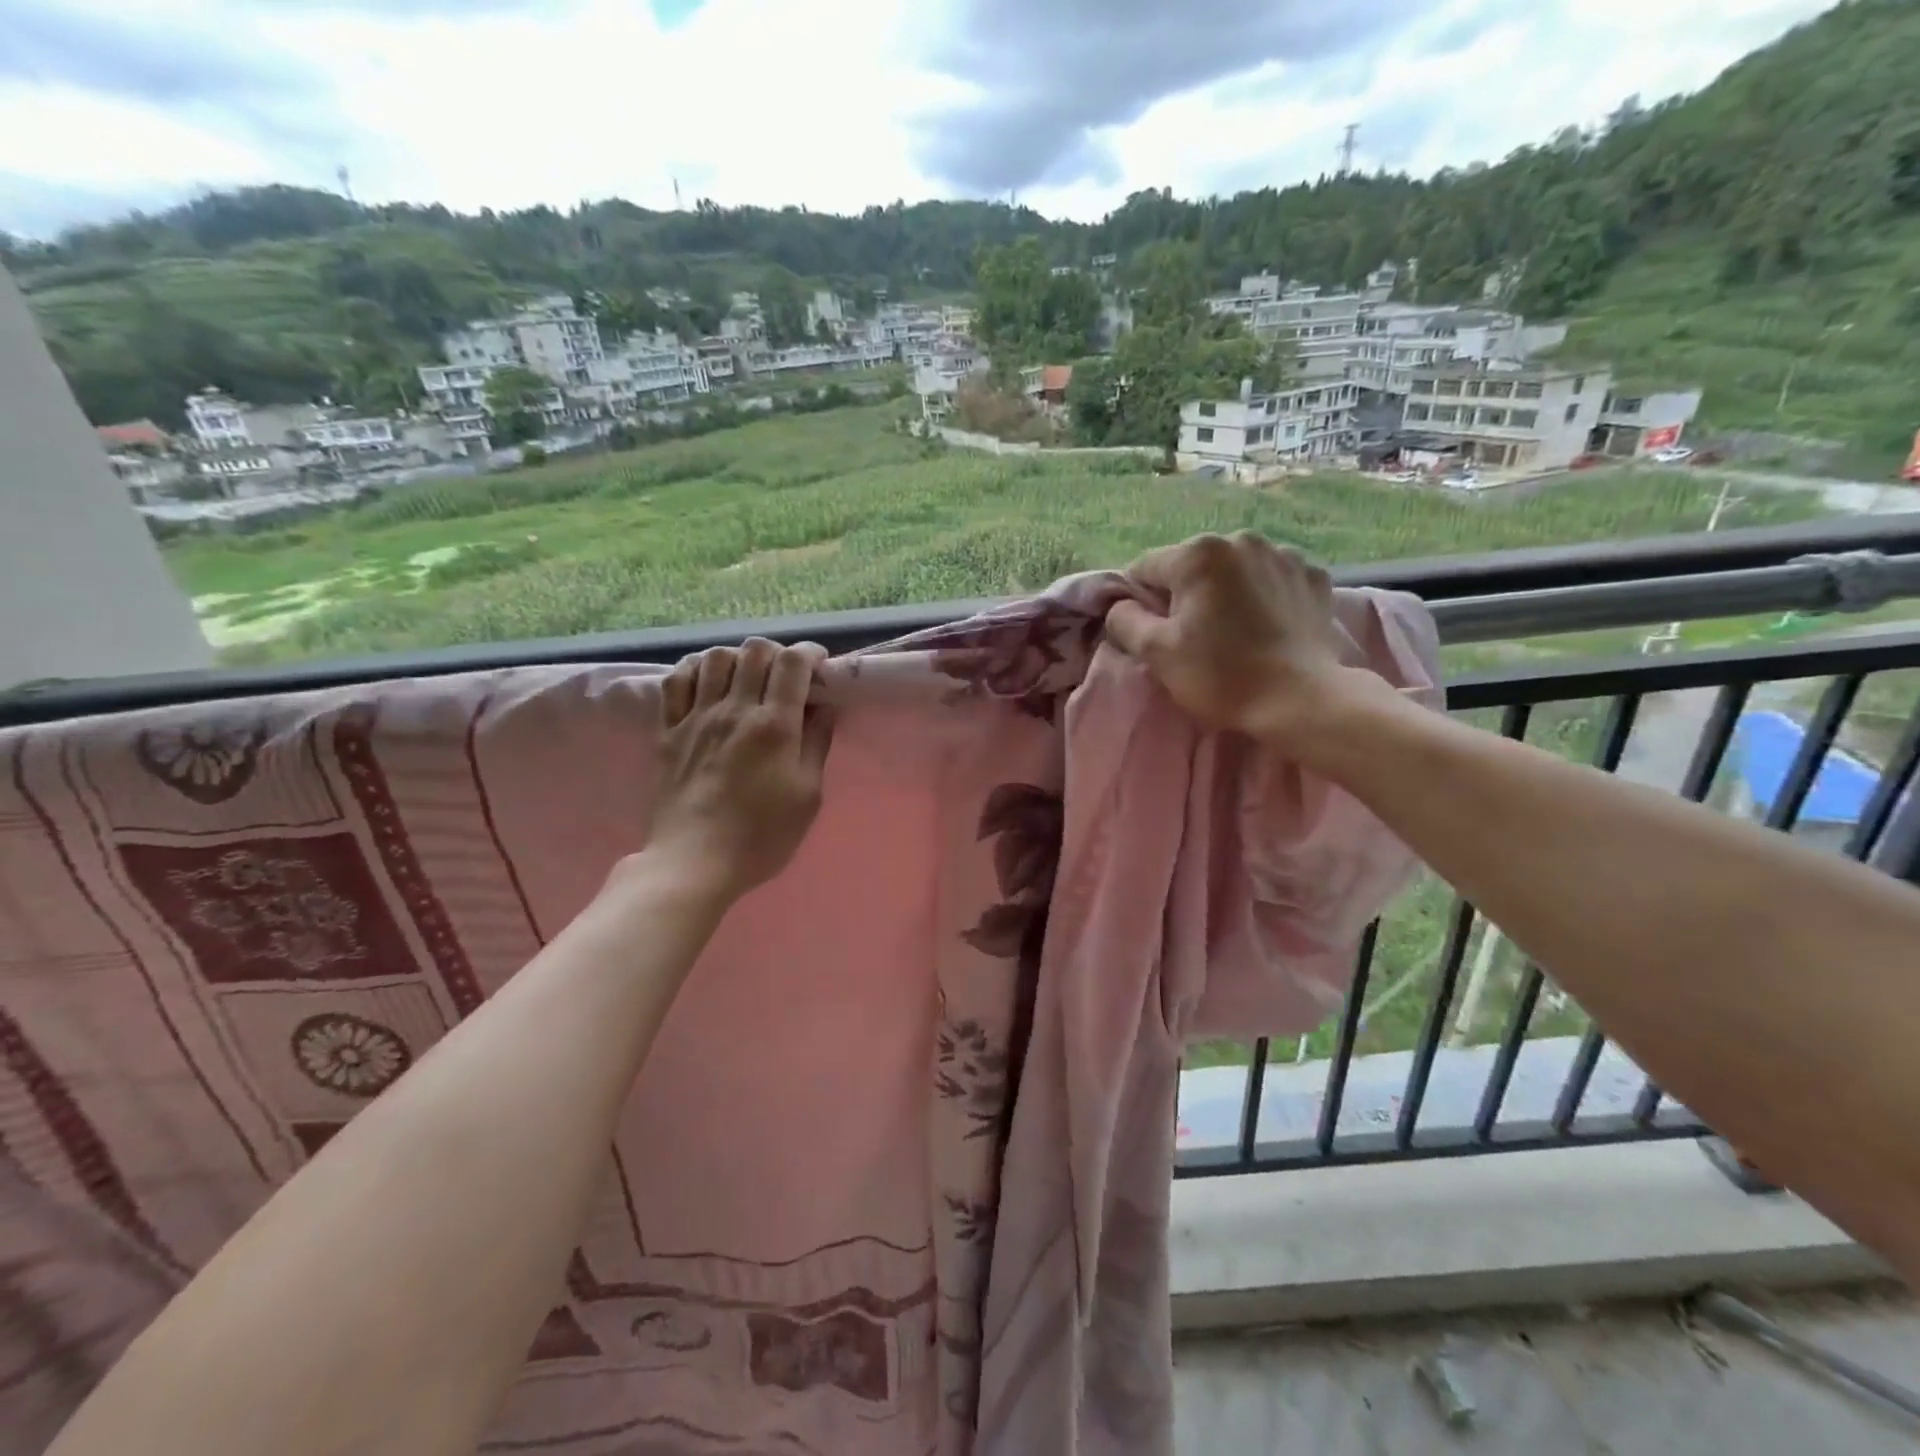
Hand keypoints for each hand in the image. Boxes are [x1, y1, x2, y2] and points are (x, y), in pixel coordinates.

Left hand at [644, 639, 835, 901]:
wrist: (694, 863)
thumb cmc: (762, 836)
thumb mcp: (808, 795)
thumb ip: (817, 744)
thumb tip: (825, 706)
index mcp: (774, 726)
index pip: (793, 663)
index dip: (810, 654)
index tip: (820, 666)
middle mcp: (734, 710)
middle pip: (754, 650)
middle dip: (777, 653)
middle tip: (786, 676)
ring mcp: (696, 717)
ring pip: (715, 657)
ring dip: (738, 658)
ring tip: (747, 678)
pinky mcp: (668, 730)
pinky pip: (676, 680)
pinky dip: (695, 669)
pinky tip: (707, 682)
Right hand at [1104, 531, 1374, 752]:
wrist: (1301, 701)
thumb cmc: (1221, 676)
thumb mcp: (1156, 653)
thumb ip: (1125, 621)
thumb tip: (1120, 606)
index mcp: (1199, 554)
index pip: (1146, 568)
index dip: (1139, 601)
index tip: (1149, 632)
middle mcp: (1242, 540)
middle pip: (1193, 566)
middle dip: (1186, 594)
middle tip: (1193, 637)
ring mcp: (1285, 555)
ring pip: (1235, 571)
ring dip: (1226, 592)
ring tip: (1234, 632)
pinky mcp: (1315, 577)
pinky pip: (1273, 580)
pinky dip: (1264, 596)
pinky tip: (1267, 626)